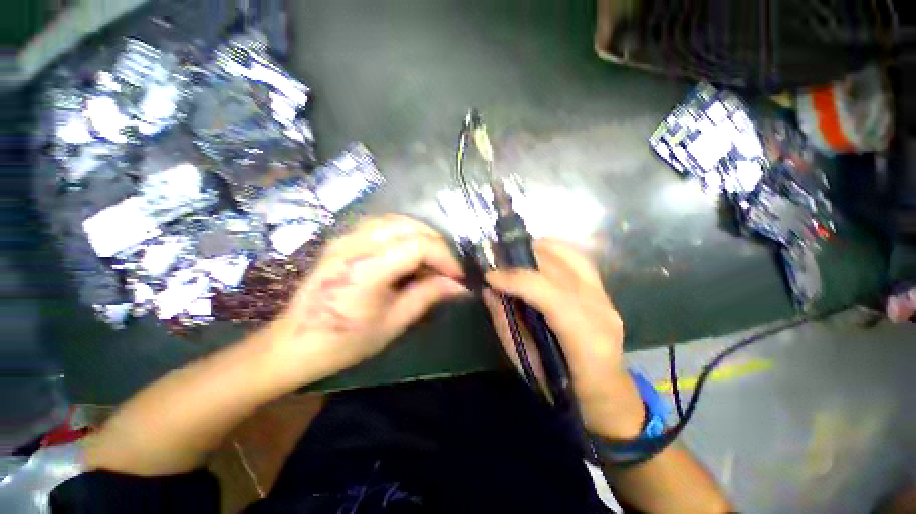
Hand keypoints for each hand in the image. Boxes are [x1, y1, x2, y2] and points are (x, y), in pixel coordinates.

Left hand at [267, 215, 467, 383]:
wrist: (293, 343)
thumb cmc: (343, 341)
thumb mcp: (393, 323)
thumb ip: (427, 296)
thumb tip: (459, 286)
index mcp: (368, 267)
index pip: (420, 246)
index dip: (445, 258)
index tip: (457, 276)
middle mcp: (356, 243)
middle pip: (410, 226)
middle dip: (437, 244)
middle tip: (446, 268)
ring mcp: (346, 237)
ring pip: (397, 220)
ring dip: (421, 235)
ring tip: (431, 259)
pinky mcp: (342, 239)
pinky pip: (381, 224)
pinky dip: (403, 232)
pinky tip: (408, 251)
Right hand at [483, 239, 645, 439]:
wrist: (605, 394)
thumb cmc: (562, 387)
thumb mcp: (525, 361)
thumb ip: (506, 323)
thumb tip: (490, 291)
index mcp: (584, 338)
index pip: (548, 294)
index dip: (516, 280)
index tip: (489, 276)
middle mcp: (600, 310)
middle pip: (560, 268)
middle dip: (523, 258)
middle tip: (497, 258)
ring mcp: (606, 298)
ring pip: (572, 257)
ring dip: (539, 248)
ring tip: (514, 251)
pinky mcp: (603, 292)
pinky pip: (577, 260)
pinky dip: (554, 250)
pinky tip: (536, 253)